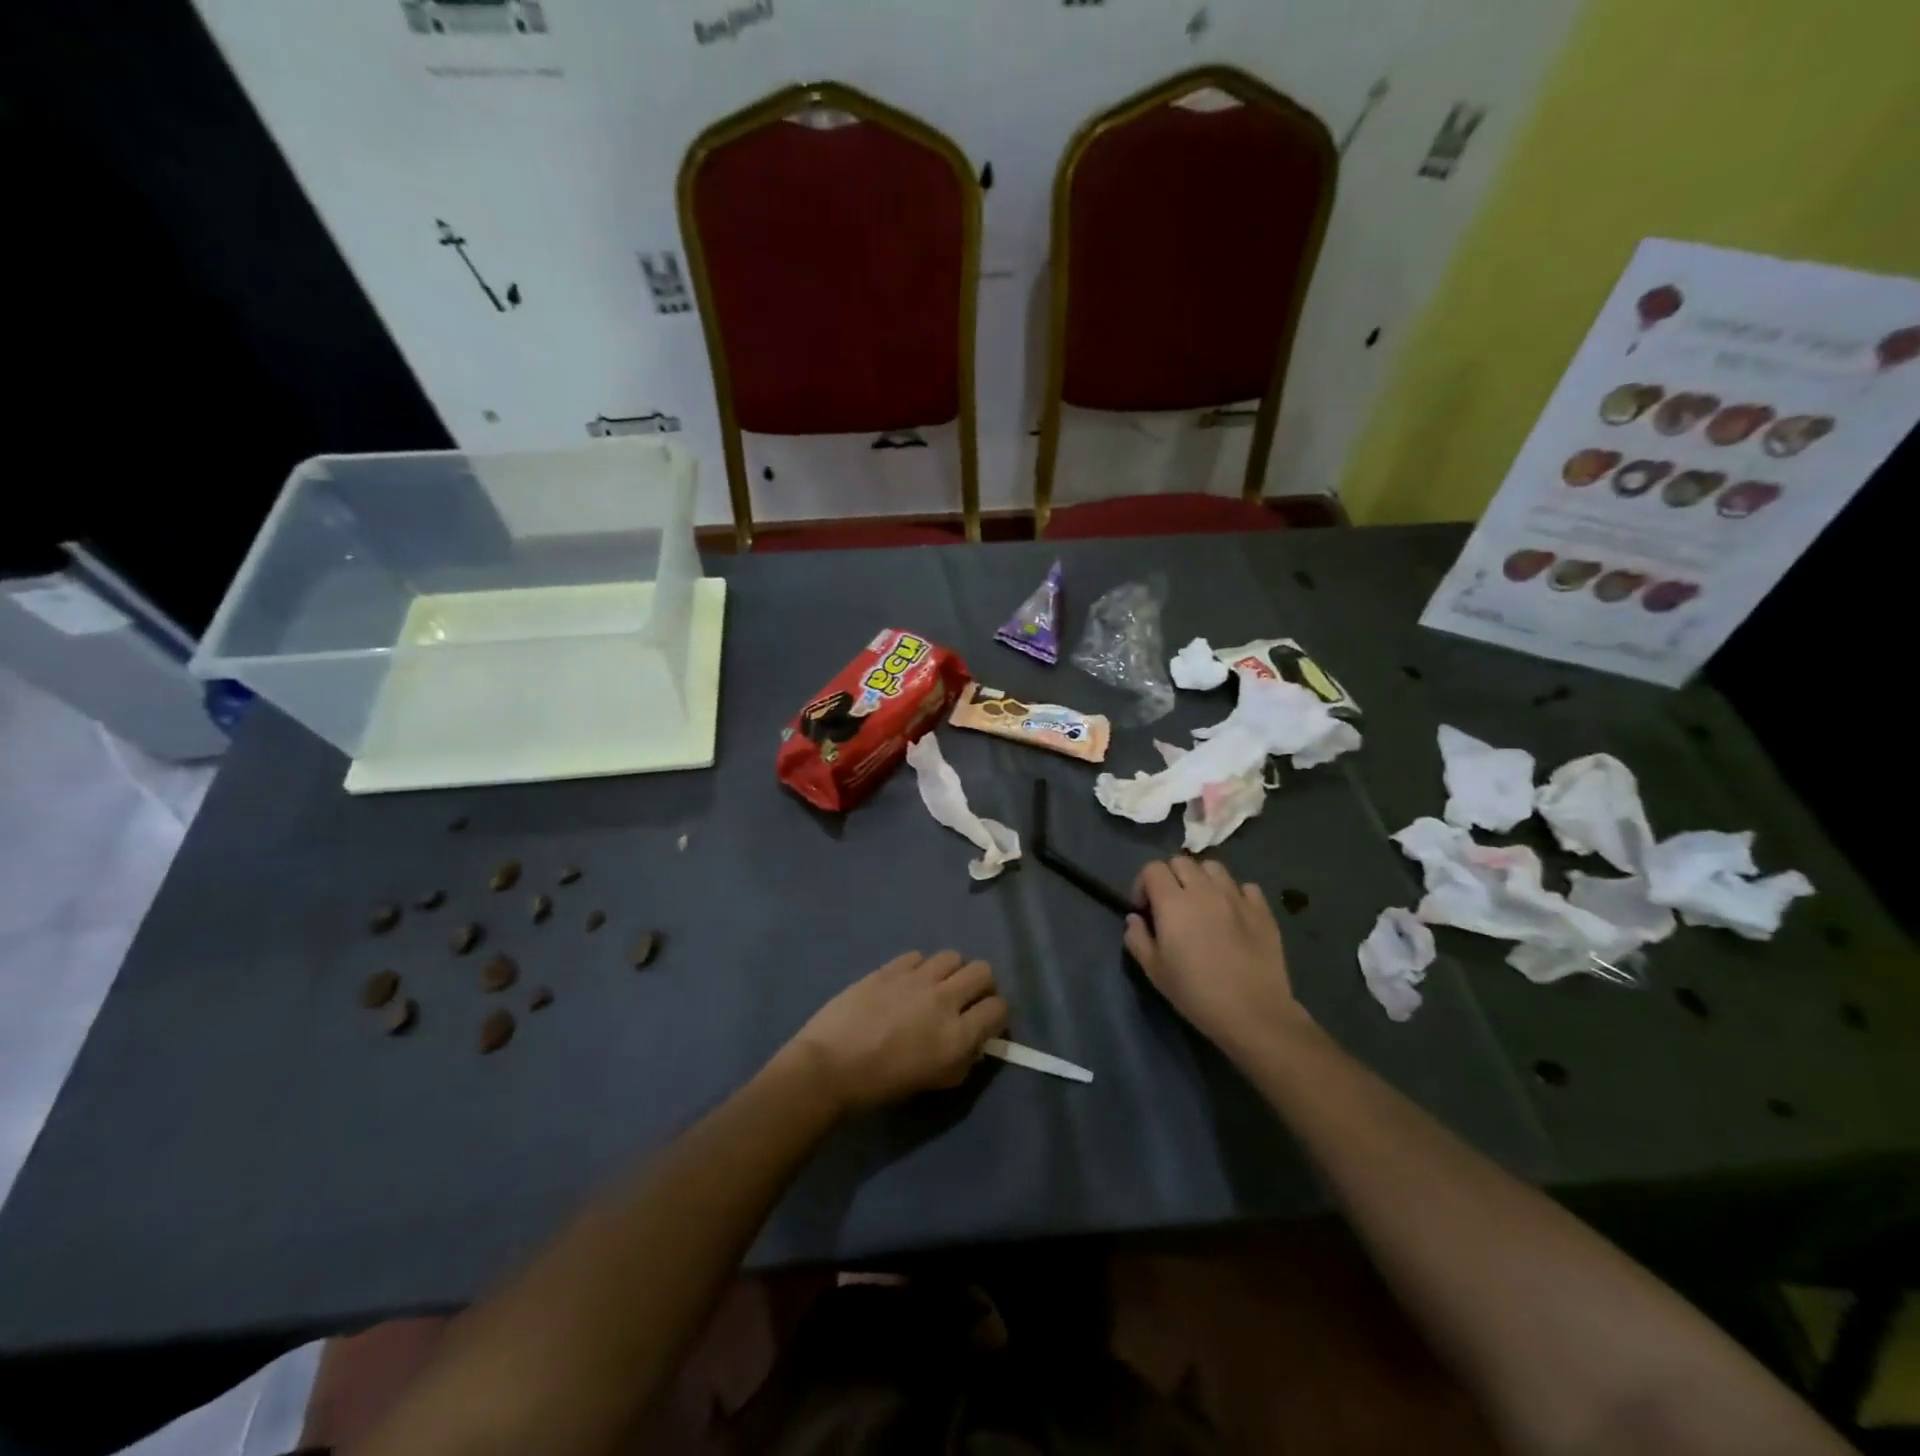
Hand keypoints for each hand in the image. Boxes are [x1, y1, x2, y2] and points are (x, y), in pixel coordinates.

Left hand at [780, 950, 1009, 1113]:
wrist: (830, 1067)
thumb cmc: (882, 1085)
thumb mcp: (934, 1082)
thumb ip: (963, 1060)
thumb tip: (975, 1041)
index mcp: (958, 1036)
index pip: (999, 1008)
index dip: (996, 1014)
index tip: (985, 1021)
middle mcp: (944, 1000)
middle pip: (983, 971)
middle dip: (980, 985)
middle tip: (965, 999)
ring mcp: (917, 979)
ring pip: (953, 956)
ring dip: (950, 972)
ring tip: (934, 987)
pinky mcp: (891, 967)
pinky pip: (919, 956)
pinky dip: (919, 968)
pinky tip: (905, 984)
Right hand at [1126, 857, 1305, 1053]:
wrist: (1253, 1013)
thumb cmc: (1196, 993)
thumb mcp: (1154, 970)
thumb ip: (1137, 938)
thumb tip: (1135, 918)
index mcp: (1173, 902)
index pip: (1152, 869)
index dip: (1143, 885)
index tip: (1145, 910)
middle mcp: (1204, 890)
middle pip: (1181, 861)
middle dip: (1170, 877)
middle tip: (1171, 906)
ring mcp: (1236, 896)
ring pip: (1213, 867)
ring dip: (1202, 879)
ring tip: (1202, 904)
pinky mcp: (1262, 909)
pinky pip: (1245, 886)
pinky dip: (1234, 893)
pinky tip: (1232, 914)